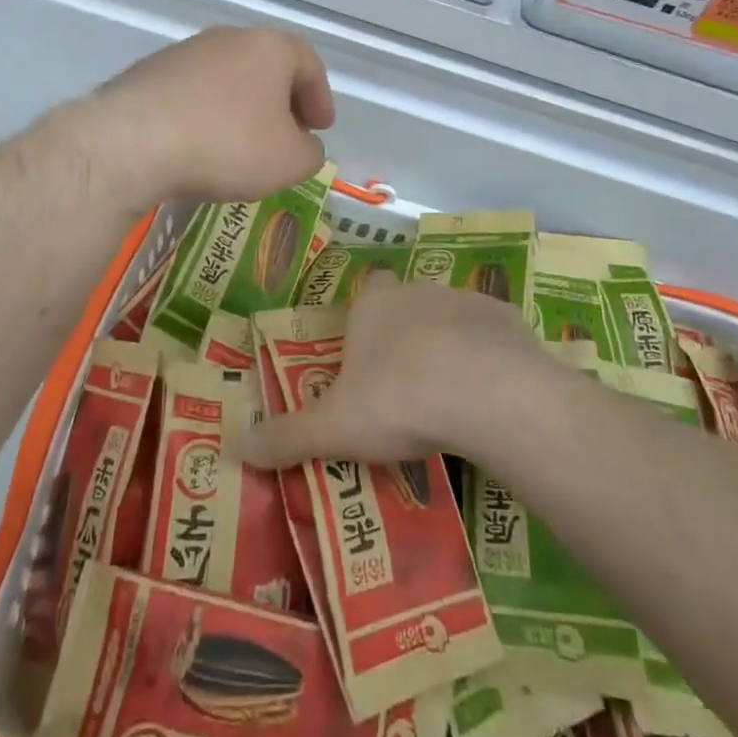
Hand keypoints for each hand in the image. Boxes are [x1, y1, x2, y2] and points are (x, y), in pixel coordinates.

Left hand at [82, 28, 335, 208]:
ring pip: (228, 77)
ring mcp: (185, 52)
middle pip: (267, 66)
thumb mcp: (289, 161)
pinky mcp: (149, 72)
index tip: (320, 129)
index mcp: (269, 46)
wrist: (132, 142)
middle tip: (287, 134)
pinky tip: (201, 145)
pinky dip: (207, 113)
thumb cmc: (228, 144)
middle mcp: (228, 38)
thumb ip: (310, 152)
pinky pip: (193, 92)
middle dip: (281, 101)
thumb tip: (303, 146)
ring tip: (243, 144)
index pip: (309, 64)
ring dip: (242, 107)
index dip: (320, 98)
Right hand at [239, 273, 548, 468]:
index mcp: (374, 305)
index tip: (366, 357)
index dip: (365, 320)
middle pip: (407, 307)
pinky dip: (488, 359)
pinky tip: (491, 398)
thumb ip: (286, 435)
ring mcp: (465, 300)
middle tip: (405, 389)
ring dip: (448, 348)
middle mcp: (416, 291)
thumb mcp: (334, 427)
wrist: (489, 392)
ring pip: (450, 319)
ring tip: (450, 400)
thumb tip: (231, 445)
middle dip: (405, 338)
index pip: (365, 294)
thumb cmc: (400, 399)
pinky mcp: (506, 320)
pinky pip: (491, 337)